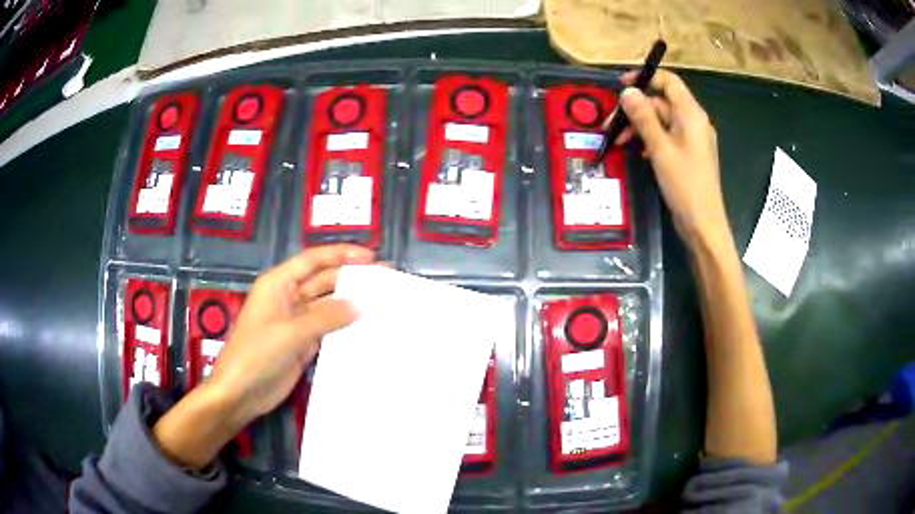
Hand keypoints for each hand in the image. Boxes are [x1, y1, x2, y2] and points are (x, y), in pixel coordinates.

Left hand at [153, 245, 374, 467]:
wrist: (241, 392)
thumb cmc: (257, 355)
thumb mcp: (290, 333)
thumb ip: (326, 317)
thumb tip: (360, 304)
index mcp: (278, 284)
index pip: (313, 260)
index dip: (341, 255)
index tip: (371, 258)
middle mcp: (288, 297)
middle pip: (323, 280)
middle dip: (351, 278)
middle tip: (385, 280)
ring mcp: (296, 321)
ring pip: (328, 305)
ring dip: (351, 303)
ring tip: (382, 302)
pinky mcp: (303, 342)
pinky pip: (328, 328)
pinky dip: (345, 326)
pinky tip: (367, 327)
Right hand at [616, 70, 727, 246]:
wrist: (703, 225)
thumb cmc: (685, 185)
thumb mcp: (661, 149)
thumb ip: (644, 117)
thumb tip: (628, 92)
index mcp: (691, 115)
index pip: (669, 82)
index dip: (645, 78)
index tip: (621, 85)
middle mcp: (693, 123)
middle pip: (661, 103)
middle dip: (635, 110)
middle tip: (610, 124)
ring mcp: (691, 140)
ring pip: (661, 122)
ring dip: (639, 127)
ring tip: (618, 141)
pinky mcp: (687, 155)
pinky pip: (666, 138)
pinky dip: (650, 140)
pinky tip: (638, 153)